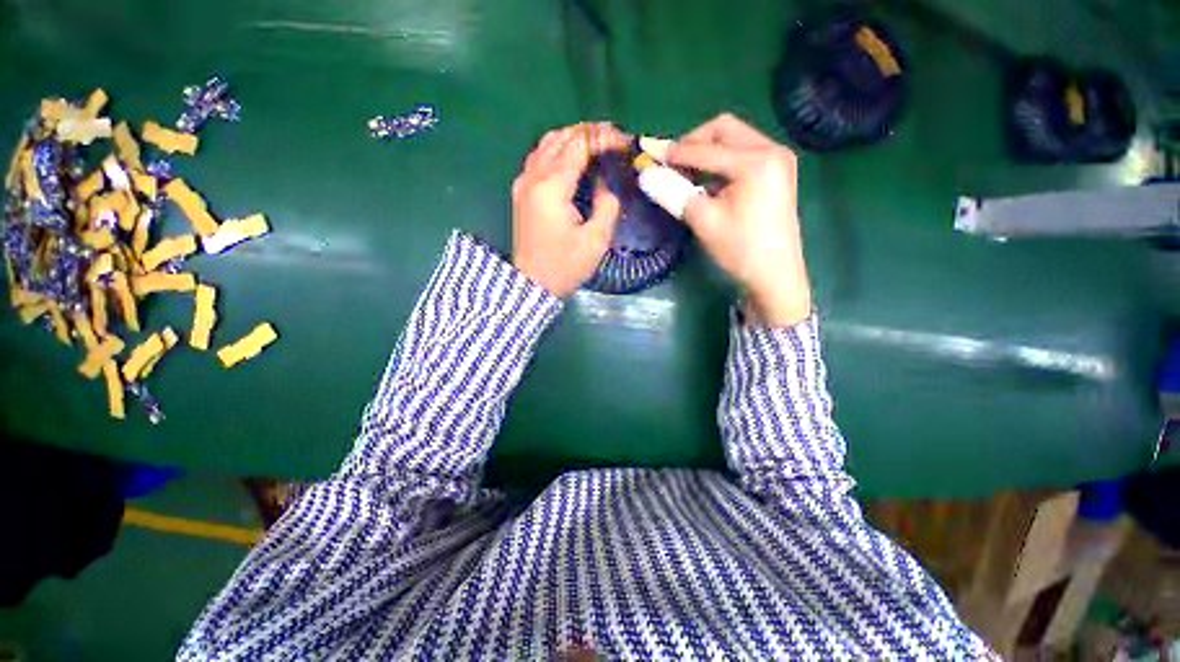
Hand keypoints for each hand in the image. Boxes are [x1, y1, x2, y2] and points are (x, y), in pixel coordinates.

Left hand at [512, 122, 627, 298]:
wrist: (533, 284)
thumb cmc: (566, 266)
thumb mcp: (596, 239)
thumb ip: (606, 203)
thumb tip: (605, 181)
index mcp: (552, 188)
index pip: (580, 146)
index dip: (605, 138)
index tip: (625, 142)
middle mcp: (533, 177)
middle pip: (561, 137)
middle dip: (590, 132)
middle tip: (615, 138)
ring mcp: (523, 182)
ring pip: (547, 143)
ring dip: (573, 137)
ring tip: (598, 143)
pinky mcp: (521, 191)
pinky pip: (539, 157)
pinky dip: (559, 149)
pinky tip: (574, 158)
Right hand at [665, 114, 810, 326]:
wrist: (775, 276)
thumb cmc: (740, 250)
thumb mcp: (703, 221)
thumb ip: (674, 193)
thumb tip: (646, 175)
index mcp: (756, 161)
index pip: (705, 149)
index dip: (674, 152)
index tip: (649, 155)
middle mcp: (771, 149)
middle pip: (725, 130)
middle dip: (694, 142)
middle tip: (672, 163)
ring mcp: (778, 160)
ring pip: (735, 140)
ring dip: (707, 152)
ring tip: (686, 175)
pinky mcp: (778, 173)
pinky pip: (743, 155)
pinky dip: (721, 163)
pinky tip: (707, 183)